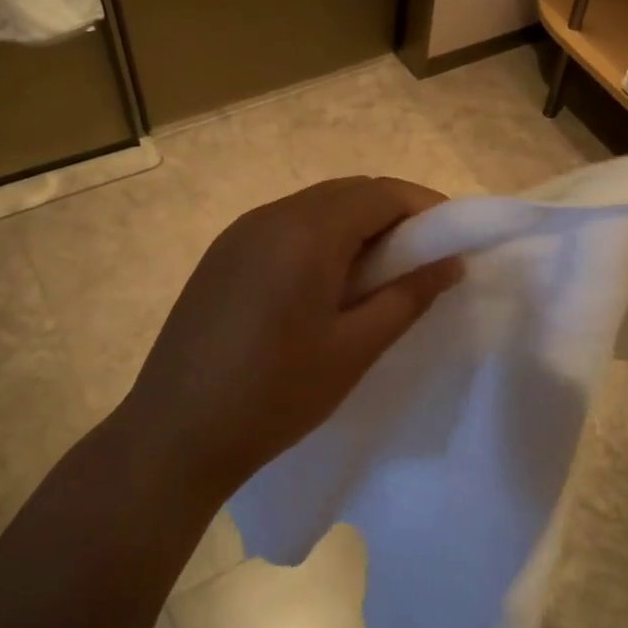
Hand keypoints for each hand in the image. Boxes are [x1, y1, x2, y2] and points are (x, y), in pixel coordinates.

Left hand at [115, 176, 462, 498]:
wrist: (174, 435)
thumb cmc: (275, 396)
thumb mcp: (354, 349)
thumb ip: (408, 297)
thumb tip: (450, 262)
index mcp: (305, 233)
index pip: (380, 193)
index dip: (425, 207)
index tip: (453, 240)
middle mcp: (270, 217)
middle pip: (348, 192)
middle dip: (394, 214)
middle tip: (423, 259)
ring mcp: (239, 234)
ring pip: (316, 207)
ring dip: (357, 226)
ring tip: (379, 275)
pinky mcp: (222, 255)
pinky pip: (286, 227)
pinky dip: (321, 239)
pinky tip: (327, 285)